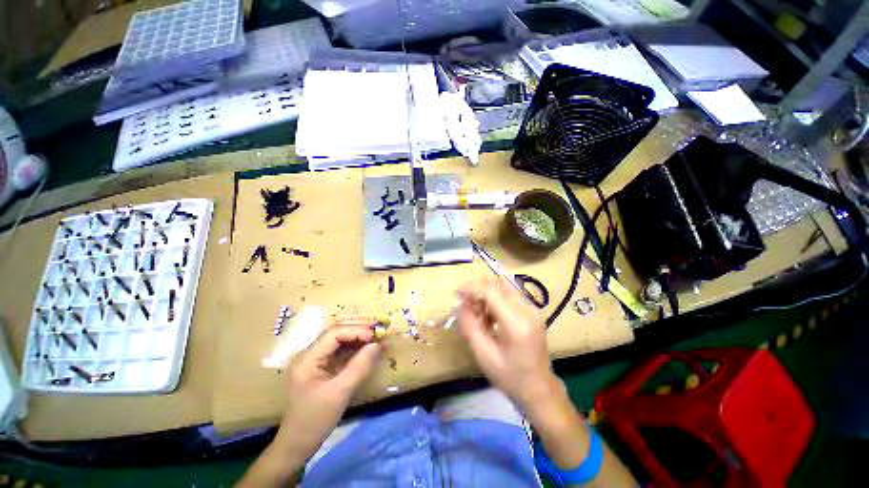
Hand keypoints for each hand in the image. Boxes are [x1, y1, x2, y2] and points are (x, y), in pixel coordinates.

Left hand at [274, 322, 381, 460]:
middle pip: (336, 331)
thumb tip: (377, 344)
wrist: (297, 445)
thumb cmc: (315, 421)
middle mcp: (310, 353)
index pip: (334, 333)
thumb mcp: (340, 393)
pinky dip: (356, 347)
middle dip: (359, 327)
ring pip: (340, 339)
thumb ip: (359, 366)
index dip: (356, 330)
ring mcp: (316, 360)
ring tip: (377, 335)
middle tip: (379, 328)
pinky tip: (369, 347)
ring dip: (359, 335)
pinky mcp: (322, 367)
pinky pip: (341, 350)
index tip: (375, 336)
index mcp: (308, 358)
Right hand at [457, 278, 560, 410]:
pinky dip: (495, 300)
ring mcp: (533, 309)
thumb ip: (470, 326)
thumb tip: (460, 305)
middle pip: (498, 284)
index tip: (456, 293)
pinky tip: (489, 316)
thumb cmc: (510, 377)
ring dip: (486, 294)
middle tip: (466, 306)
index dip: (471, 288)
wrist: (539, 390)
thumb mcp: (484, 354)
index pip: (491, 291)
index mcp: (517, 323)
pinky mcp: (532, 311)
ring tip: (477, 314)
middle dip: (478, 290)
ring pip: (503, 287)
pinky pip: (509, 295)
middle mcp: (528, 310)